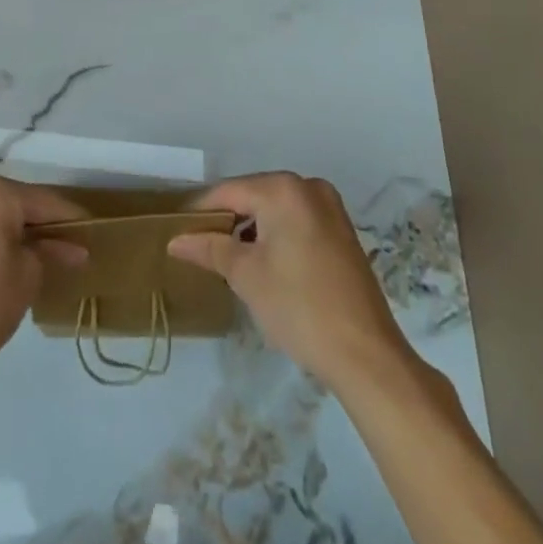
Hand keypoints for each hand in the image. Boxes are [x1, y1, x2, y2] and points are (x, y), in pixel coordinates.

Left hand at [0, 176, 83, 385]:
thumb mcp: (28, 276)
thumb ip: (52, 252)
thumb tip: (75, 248)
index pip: (43, 201)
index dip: (70, 216)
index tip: (91, 228)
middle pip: (15, 200)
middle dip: (40, 220)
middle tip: (65, 241)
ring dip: (13, 225)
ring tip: (37, 248)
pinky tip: (4, 251)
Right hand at [168, 171, 410, 390]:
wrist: (367, 356)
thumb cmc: (299, 307)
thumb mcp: (245, 276)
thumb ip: (209, 248)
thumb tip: (175, 240)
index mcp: (282, 189)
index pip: (227, 192)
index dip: (200, 212)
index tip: (178, 232)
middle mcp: (308, 187)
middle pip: (252, 196)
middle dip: (227, 221)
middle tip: (202, 249)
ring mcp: (330, 208)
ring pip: (275, 210)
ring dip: (252, 230)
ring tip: (229, 259)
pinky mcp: (342, 232)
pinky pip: (296, 222)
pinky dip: (277, 236)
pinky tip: (264, 264)